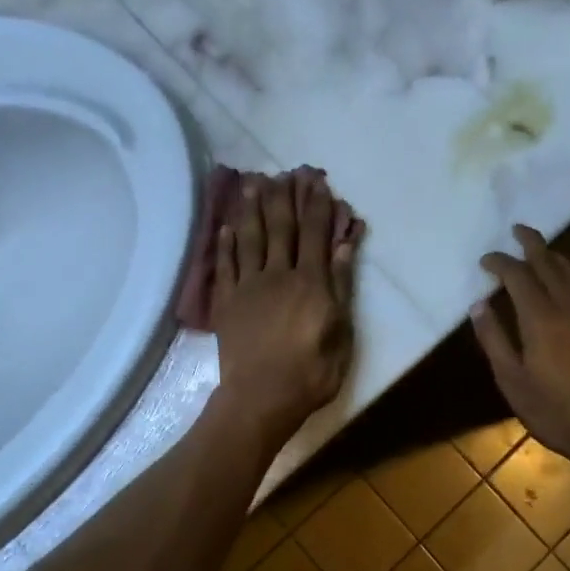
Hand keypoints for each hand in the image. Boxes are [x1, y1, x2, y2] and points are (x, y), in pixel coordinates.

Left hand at [212, 169, 361, 440]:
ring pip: (250, 238)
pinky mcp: (227, 302)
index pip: (315, 234)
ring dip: (252, 208)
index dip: (317, 206)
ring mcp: (249, 286)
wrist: (261, 398)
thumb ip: (340, 286)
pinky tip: (227, 225)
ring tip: (253, 182)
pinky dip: (227, 243)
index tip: (317, 181)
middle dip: (285, 197)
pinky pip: (226, 264)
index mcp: (310, 282)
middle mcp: (278, 274)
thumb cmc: (311, 372)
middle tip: (285, 172)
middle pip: (281, 228)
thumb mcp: (341, 333)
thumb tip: (343, 245)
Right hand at [471, 225, 569, 468]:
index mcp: (541, 317)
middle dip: (532, 243)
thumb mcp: (512, 381)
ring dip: (552, 256)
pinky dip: (567, 275)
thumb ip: (494, 340)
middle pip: (549, 262)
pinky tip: (563, 285)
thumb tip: (478, 306)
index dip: (500, 262)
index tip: (485, 260)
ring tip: (537, 250)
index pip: (517, 275)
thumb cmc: (557, 411)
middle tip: (517, 230)